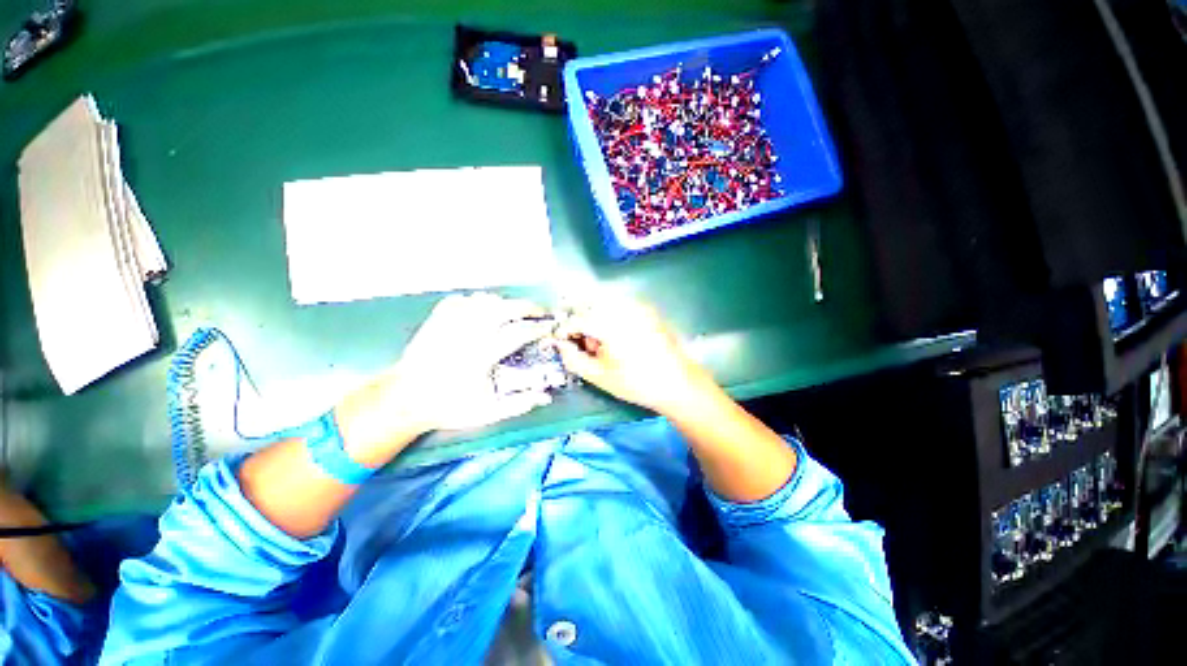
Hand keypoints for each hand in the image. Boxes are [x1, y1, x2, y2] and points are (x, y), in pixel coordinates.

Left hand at [336, 293, 553, 461]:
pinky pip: (462, 300)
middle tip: (539, 312)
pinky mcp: (436, 319)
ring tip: (513, 311)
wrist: (405, 399)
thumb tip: (546, 397)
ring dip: (503, 303)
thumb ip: (518, 404)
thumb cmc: (449, 406)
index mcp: (482, 355)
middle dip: (527, 306)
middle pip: (504, 308)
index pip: (519, 333)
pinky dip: (477, 301)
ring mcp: (450, 323)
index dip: (538, 328)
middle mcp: (468, 333)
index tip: (550, 327)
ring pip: (483, 300)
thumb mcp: (486, 413)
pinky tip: (483, 309)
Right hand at [554, 298, 717, 414]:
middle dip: (580, 321)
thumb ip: (573, 358)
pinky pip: (620, 306)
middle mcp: (622, 307)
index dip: (564, 330)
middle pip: (589, 305)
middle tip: (582, 342)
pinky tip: (616, 336)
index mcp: (609, 323)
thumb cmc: (636, 383)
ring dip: (595, 318)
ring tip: (601, 342)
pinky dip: (610, 316)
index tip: (560, 341)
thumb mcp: (599, 376)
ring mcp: (637, 306)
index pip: (576, 319)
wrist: (678, 383)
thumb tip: (561, 345)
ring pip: (604, 304)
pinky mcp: (647, 309)